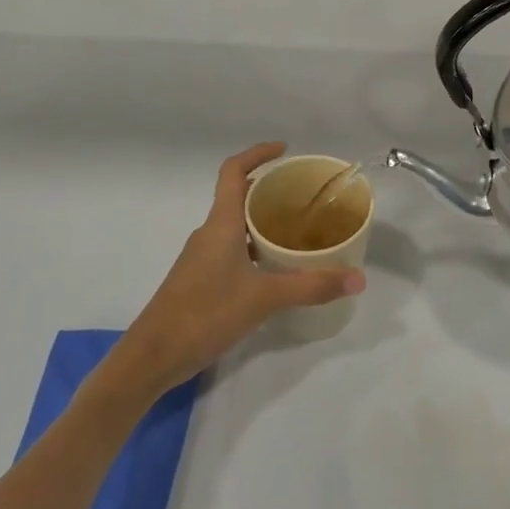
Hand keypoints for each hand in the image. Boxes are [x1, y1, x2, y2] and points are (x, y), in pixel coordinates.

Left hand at [114, 143, 364, 395]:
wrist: (151, 358)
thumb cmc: (204, 314)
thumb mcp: (263, 298)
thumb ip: (310, 286)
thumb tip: (358, 278)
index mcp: (221, 224)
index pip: (234, 171)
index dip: (257, 154)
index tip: (285, 151)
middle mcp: (209, 233)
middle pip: (238, 196)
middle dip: (269, 189)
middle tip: (304, 195)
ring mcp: (201, 257)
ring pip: (235, 225)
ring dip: (262, 220)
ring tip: (297, 230)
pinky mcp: (199, 280)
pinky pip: (231, 248)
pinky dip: (253, 246)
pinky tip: (274, 268)